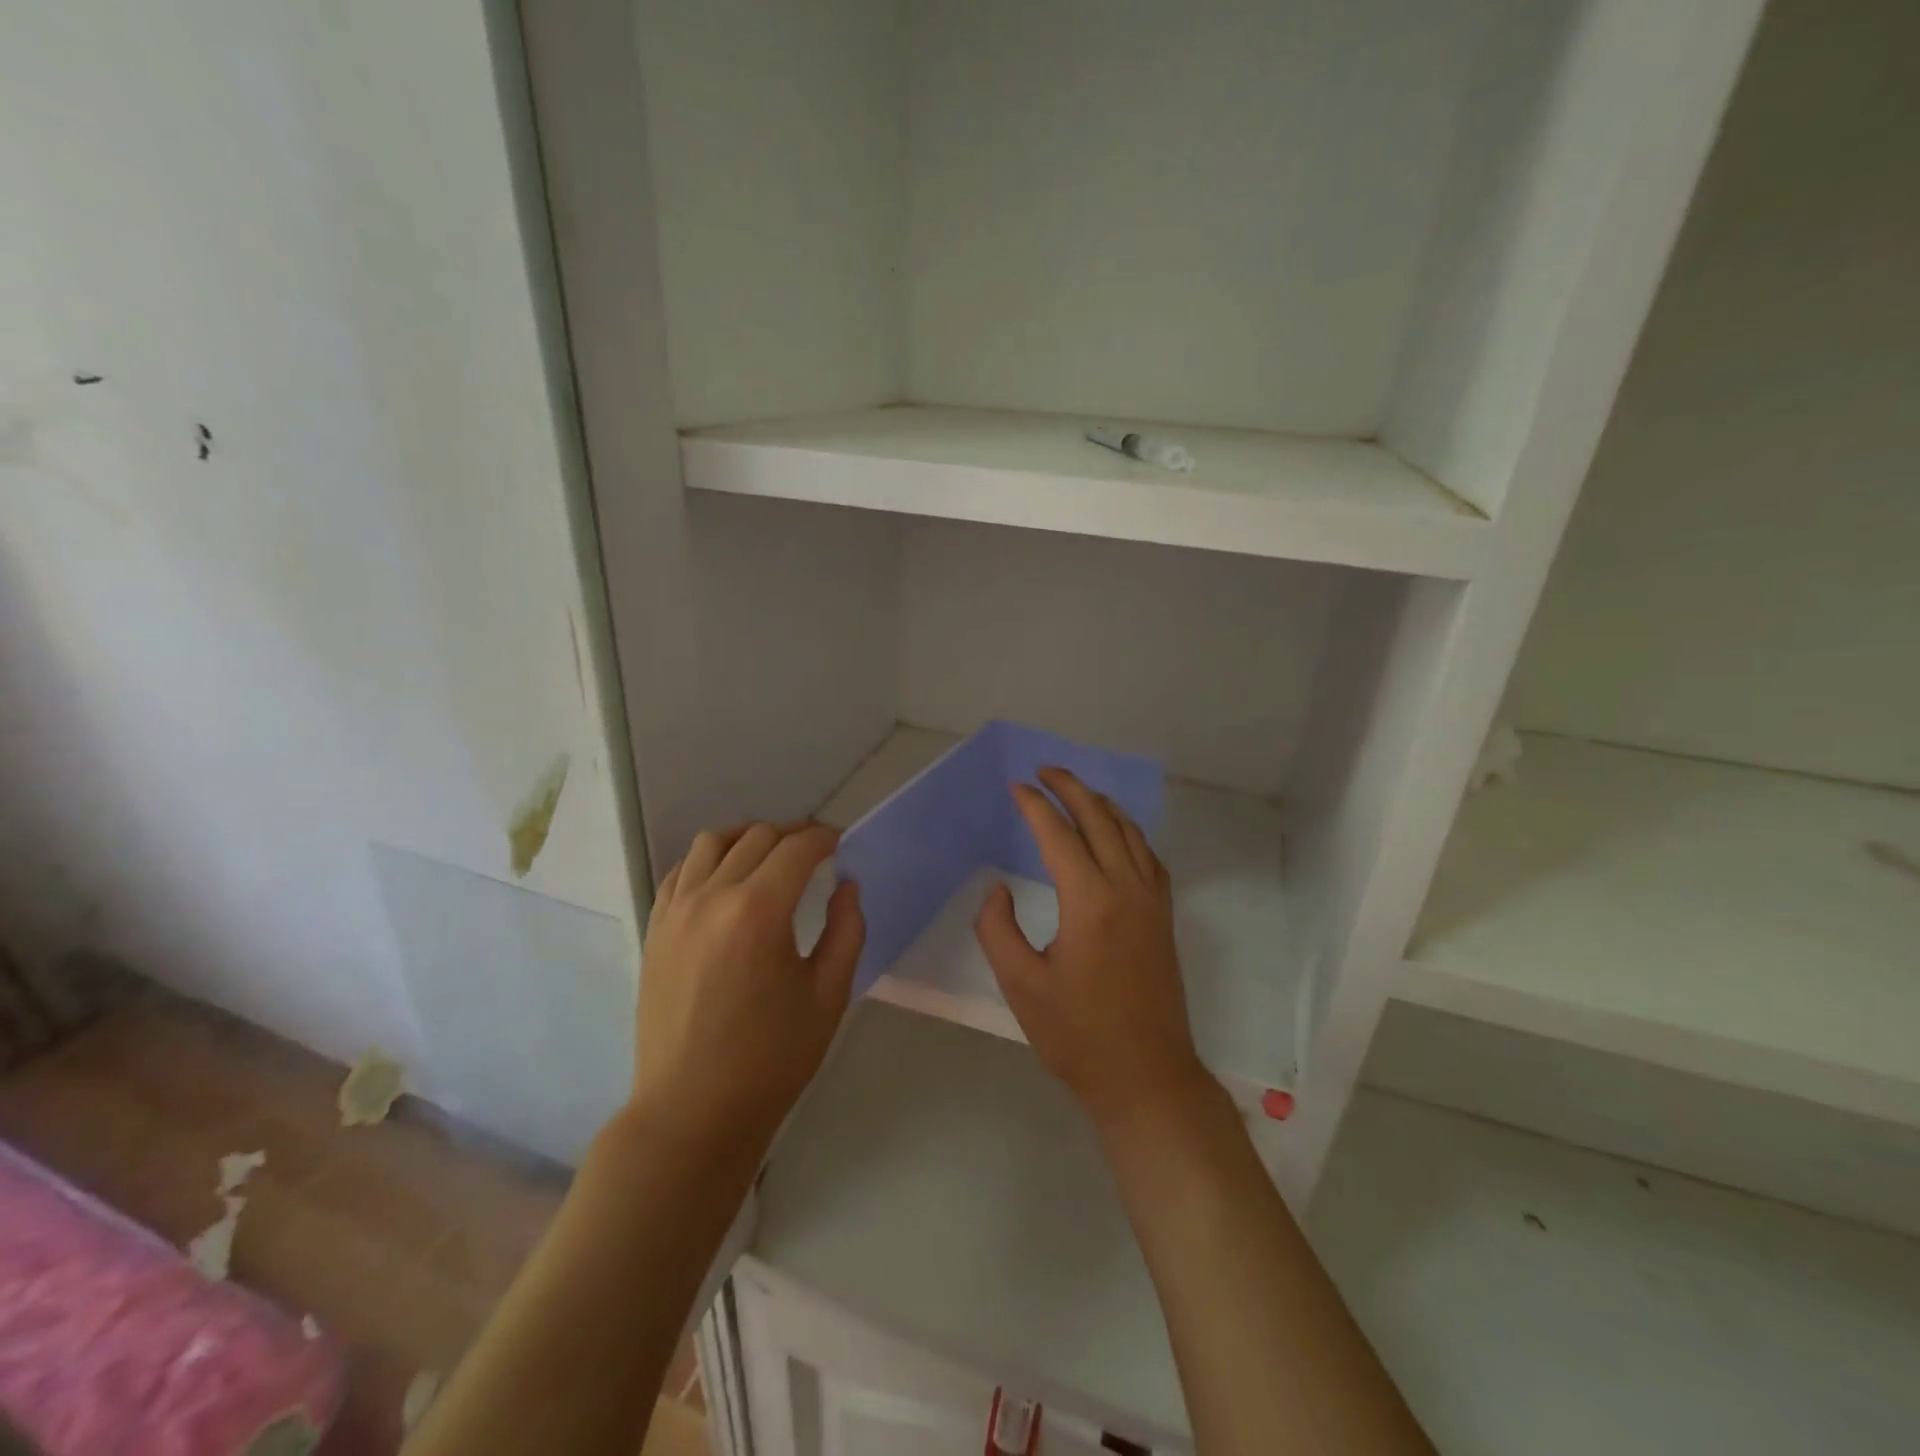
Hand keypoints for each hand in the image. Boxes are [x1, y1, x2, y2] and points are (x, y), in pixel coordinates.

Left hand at [631, 822, 863, 1159]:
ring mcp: (676, 911)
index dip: (825, 838)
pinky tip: (726, 877)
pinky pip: (681, 871)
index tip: (842, 843)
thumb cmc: (771, 1059)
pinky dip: (708, 859)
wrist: (692, 1111)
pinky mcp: (655, 930)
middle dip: (794, 834)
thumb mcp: (828, 995)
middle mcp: (712, 897)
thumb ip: (846, 930)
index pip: (797, 849)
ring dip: (748, 837)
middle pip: (757, 837)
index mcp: (759, 911)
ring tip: (771, 854)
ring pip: (712, 842)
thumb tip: (846, 886)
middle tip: (818, 849)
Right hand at [973, 768, 1210, 1132]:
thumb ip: (998, 928)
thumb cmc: (1078, 1035)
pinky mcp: (1164, 918)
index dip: (1034, 806)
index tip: (1015, 787)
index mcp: (1090, 901)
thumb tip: (999, 889)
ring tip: (1076, 791)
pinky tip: (1116, 835)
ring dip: (1101, 804)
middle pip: (1100, 819)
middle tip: (1044, 770)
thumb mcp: (1021, 985)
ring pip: (1130, 832)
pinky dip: (1128, 832)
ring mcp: (1152, 902)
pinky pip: (1148, 856)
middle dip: (1071, 788)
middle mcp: (1127, 888)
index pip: (1058, 835)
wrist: (1146, 1076)